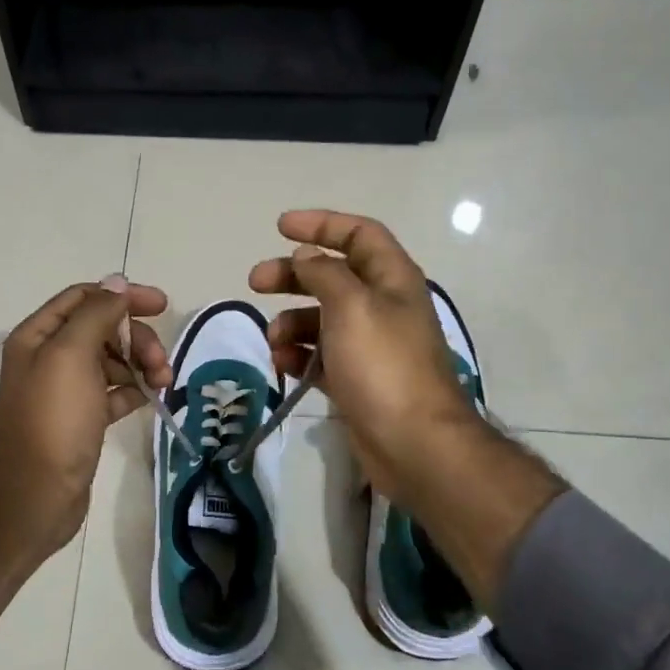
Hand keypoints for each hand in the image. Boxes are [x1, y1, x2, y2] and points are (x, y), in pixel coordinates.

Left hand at [0, 277, 169, 631]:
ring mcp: (67, 390)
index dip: (122, 296)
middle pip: (103, 329)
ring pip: (113, 360)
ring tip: (164, 383)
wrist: (37, 495)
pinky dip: (136, 389)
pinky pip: (115, 391)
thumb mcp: (71, 356)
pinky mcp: (83, 418)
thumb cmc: (54, 421)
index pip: (84, 298)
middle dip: (136, 338)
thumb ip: (95, 313)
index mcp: (39, 336)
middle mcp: (49, 358)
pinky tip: (154, 397)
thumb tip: (117, 281)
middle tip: (161, 361)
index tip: (161, 305)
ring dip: (141, 364)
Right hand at [249, 211, 562, 599]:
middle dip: (293, 275)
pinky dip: (299, 355)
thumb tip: (306, 257)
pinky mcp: (357, 380)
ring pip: (321, 319)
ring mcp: (370, 346)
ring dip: (291, 322)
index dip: (322, 224)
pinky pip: (321, 356)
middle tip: (255, 281)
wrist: (414, 445)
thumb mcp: (351, 306)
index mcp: (392, 280)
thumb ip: (324, 274)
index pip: (359, 235)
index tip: (281, 227)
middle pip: (333, 276)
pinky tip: (283, 364)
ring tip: (273, 340)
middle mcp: (383, 307)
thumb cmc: (383, 366)